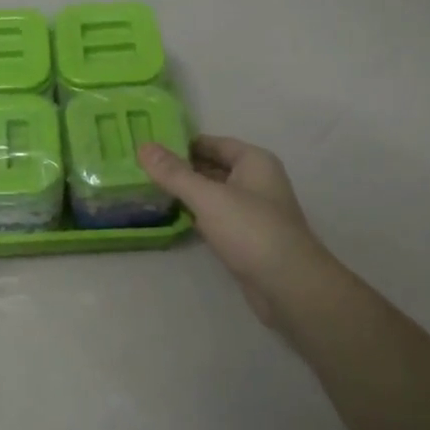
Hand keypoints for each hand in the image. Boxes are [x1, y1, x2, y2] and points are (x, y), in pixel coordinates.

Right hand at [138, 135, 327, 331]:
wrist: (288, 285)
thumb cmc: (251, 230)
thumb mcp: (208, 197)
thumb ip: (174, 173)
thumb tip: (143, 146)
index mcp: (254, 161)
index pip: (212, 143)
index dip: (181, 144)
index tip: (148, 147)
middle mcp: (255, 181)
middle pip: (212, 168)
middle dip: (180, 169)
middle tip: (140, 169)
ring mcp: (252, 211)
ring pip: (212, 195)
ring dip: (185, 194)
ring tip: (147, 191)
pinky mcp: (245, 238)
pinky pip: (215, 218)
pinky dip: (195, 216)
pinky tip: (169, 218)